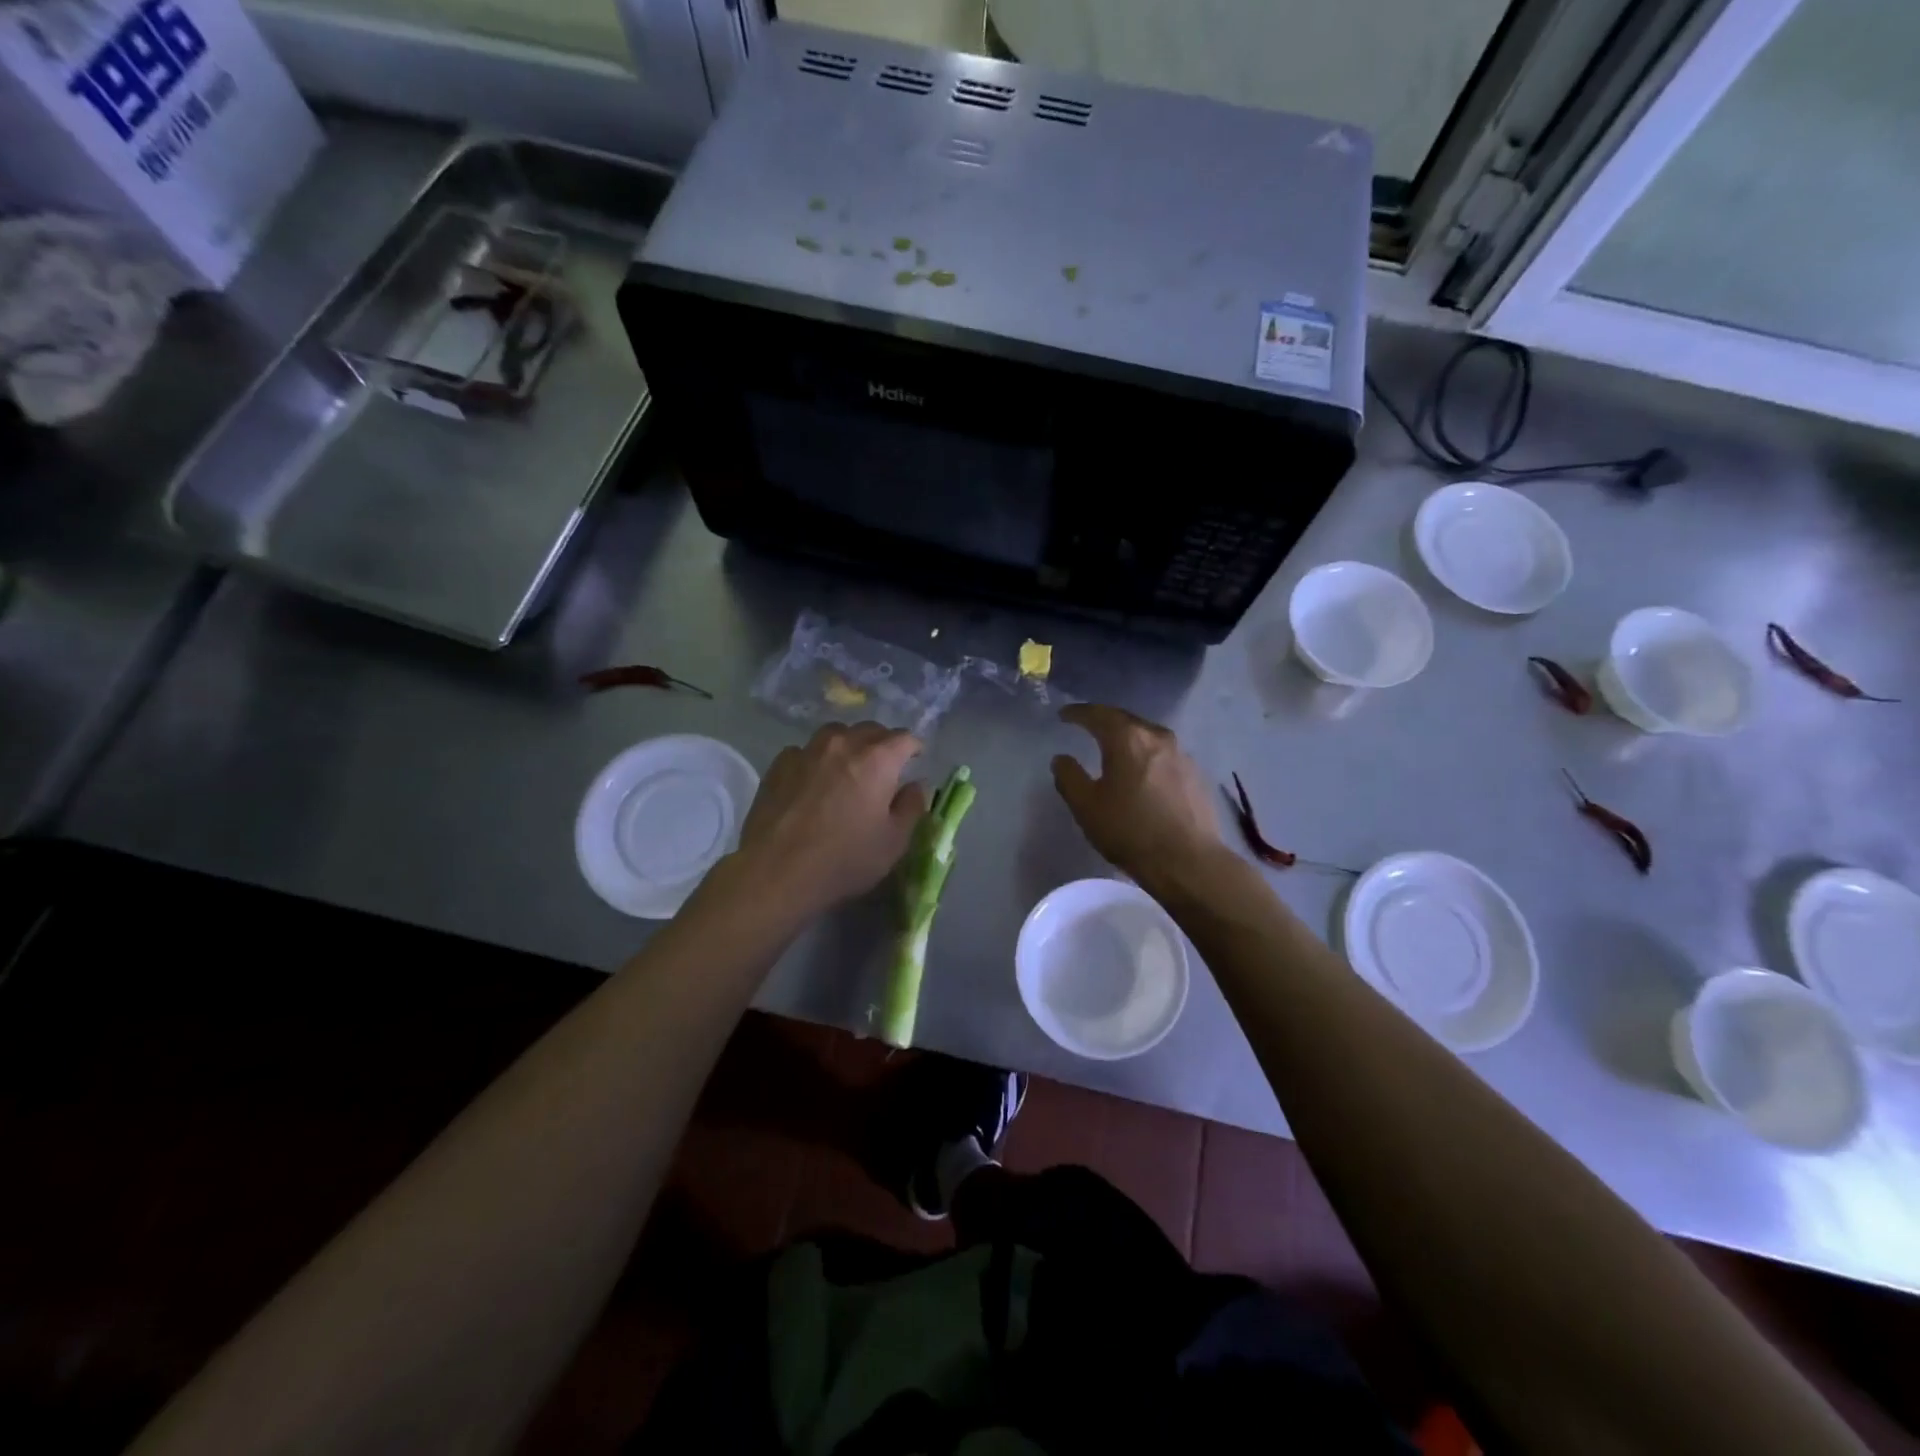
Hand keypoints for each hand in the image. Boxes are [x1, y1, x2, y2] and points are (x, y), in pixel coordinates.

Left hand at [732, 723, 926, 919]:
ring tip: (847, 767)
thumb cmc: (845, 859)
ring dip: (847, 745)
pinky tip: (812, 781)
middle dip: (882, 743)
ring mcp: (807, 751)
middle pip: (869, 730)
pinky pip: (805, 751)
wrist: (777, 871)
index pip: (904, 738)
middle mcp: (843, 745)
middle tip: (884, 766)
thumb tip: (915, 786)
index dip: (913, 748)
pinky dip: (815, 759)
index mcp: (877, 760)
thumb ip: (911, 807)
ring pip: (835, 734)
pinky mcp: (779, 765)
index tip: (915, 760)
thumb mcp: (894, 842)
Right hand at [1051, 704, 1223, 884]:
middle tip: (1087, 724)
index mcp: (1128, 739)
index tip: (1064, 715)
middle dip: (1104, 720)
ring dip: (1128, 737)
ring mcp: (1181, 754)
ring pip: (1147, 736)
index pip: (1098, 714)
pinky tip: (1141, 770)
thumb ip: (1069, 777)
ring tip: (1113, 747)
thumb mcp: (1086, 806)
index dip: (1078, 713)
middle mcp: (1157, 737)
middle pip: (1126, 719)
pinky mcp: (1195, 774)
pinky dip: (1146, 755)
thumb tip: (1062, 759)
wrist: (1188, 861)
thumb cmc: (1130, 831)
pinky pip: (1163, 754)